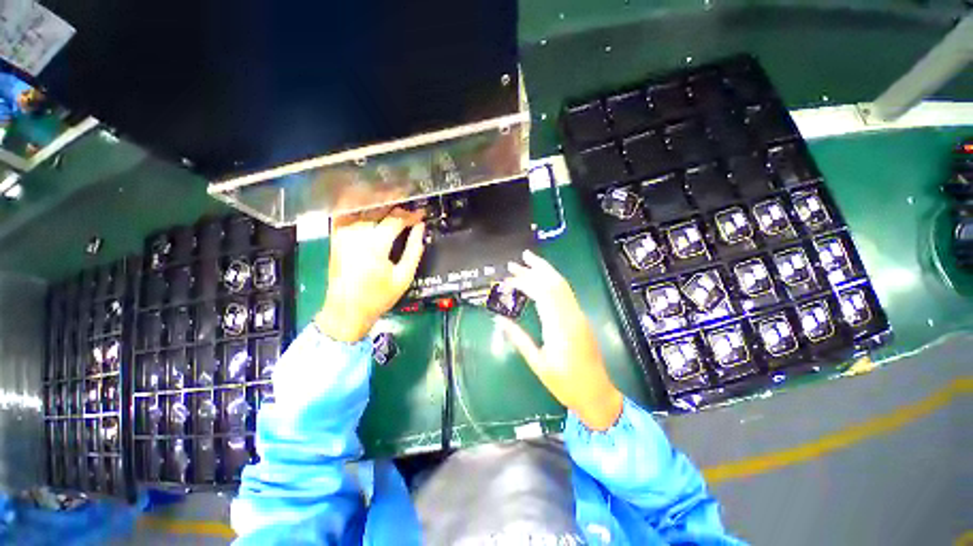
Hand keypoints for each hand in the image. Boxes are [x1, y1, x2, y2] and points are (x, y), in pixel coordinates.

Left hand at [316, 207, 425, 342]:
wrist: (346, 311)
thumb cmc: (378, 297)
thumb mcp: (404, 276)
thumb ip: (414, 249)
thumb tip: (420, 228)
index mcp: (375, 244)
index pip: (396, 219)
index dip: (411, 215)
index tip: (422, 214)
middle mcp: (356, 234)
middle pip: (380, 210)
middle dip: (398, 210)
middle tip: (411, 214)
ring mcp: (343, 234)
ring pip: (365, 211)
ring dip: (382, 209)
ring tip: (396, 213)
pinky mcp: (335, 237)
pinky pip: (350, 216)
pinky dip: (363, 212)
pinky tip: (373, 215)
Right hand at [497, 250, 622, 430]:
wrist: (596, 394)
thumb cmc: (565, 383)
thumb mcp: (538, 363)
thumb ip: (518, 338)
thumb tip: (499, 320)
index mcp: (559, 327)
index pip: (541, 293)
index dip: (523, 283)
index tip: (506, 282)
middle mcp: (571, 315)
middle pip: (553, 283)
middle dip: (534, 269)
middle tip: (516, 262)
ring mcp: (578, 314)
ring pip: (562, 285)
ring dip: (545, 270)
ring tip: (529, 260)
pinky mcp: (580, 317)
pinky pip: (566, 293)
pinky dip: (552, 281)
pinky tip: (542, 279)